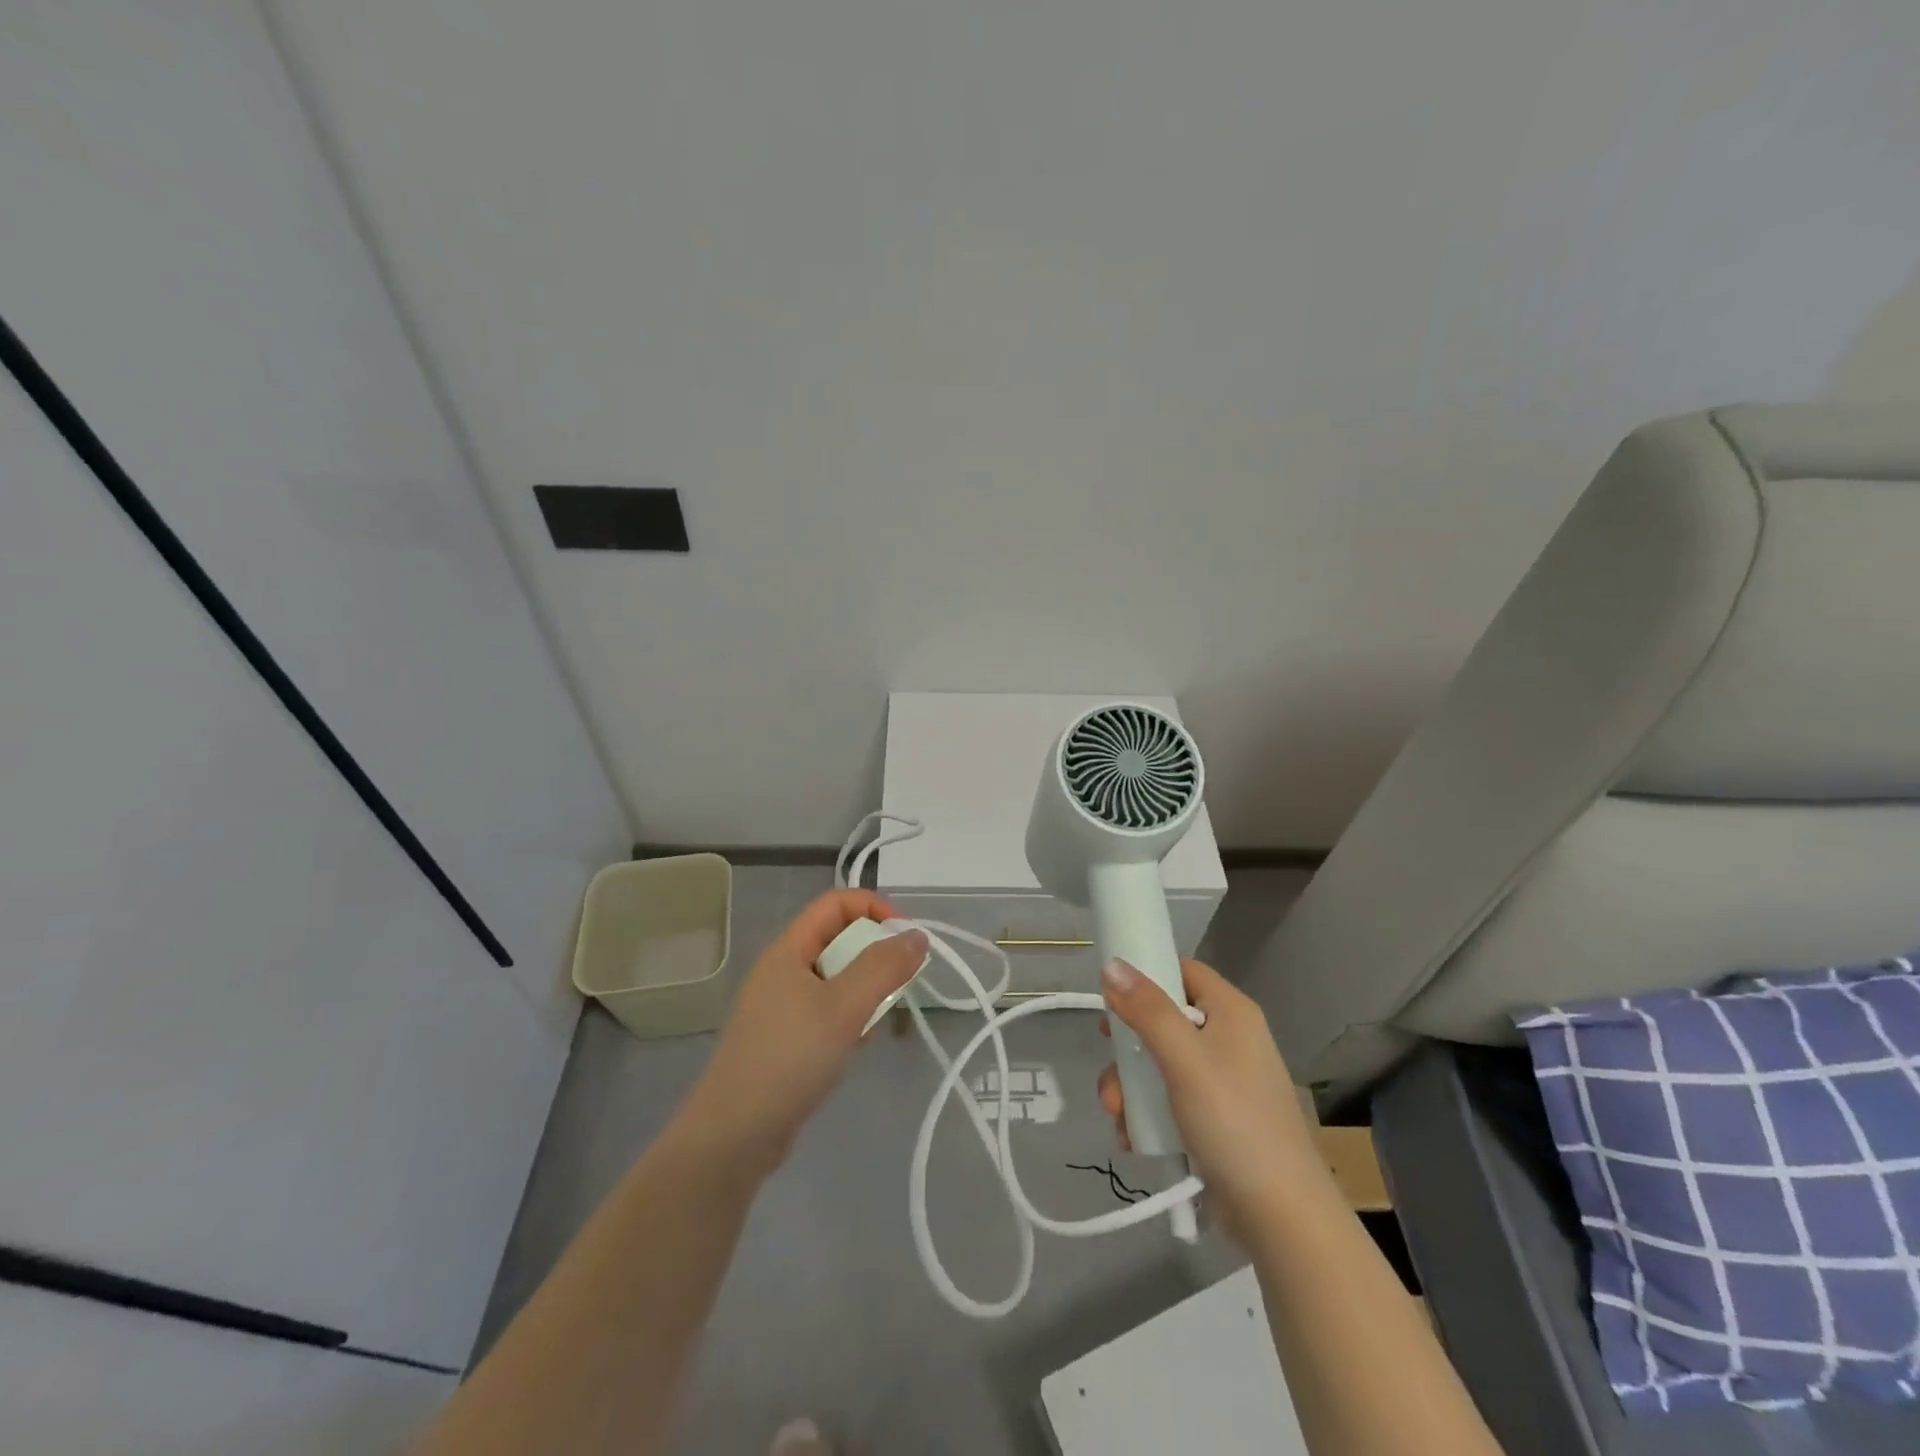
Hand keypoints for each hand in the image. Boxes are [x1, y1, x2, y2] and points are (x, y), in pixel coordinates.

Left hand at [681, 890, 927, 1175]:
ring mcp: (782, 1006)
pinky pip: (828, 1011)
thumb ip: (883, 967)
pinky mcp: (786, 1039)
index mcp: (789, 949)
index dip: (875, 909)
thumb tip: (917, 935)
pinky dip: (849, 1019)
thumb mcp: (843, 1008)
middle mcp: (783, 970)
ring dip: (865, 992)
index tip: (907, 940)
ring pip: (837, 978)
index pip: (836, 903)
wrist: (733, 1138)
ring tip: (875, 1024)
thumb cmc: (788, 1060)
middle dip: (875, 955)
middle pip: (839, 939)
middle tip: (899, 986)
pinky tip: (855, 1048)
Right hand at [1097, 958, 1326, 1237]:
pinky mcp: (1215, 1120)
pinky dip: (1147, 1114)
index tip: (1110, 999)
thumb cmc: (1234, 1123)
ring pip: (1159, 1064)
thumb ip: (1147, 1010)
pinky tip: (1133, 1137)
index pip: (1182, 972)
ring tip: (1119, 1117)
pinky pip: (1169, 1100)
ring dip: (1132, 1088)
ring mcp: (1222, 1082)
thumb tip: (1112, 965)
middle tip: (1112, 1070)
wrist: (1282, 1218)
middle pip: (1163, 1021)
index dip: (1146, 977)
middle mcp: (1228, 1039)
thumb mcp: (1184, 1059)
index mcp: (1231, 1012)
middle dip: (1128, 1049)